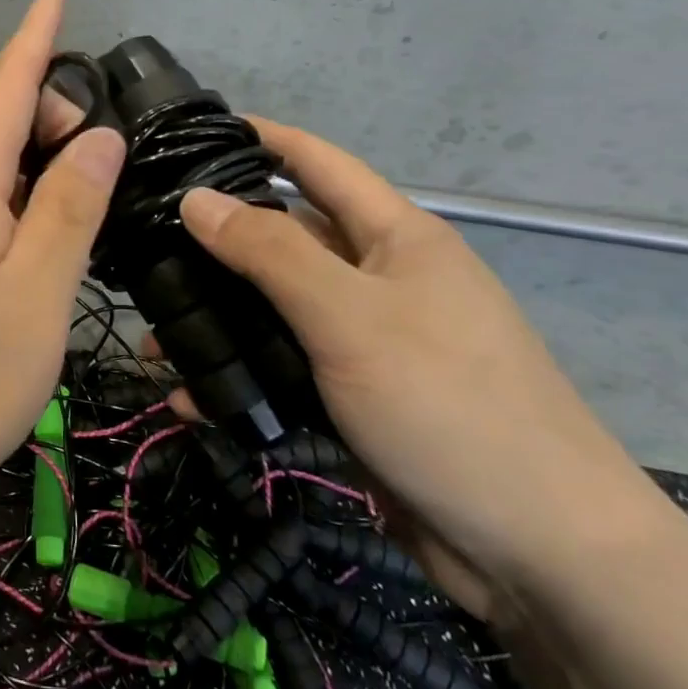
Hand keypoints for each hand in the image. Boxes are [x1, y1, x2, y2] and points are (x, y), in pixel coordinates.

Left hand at [0, 0, 125, 517]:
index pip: (2, 86)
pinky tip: (27, 203)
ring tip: (70, 145)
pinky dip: (0, 175)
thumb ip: (69, 206)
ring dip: (16, 132)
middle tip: (94, 111)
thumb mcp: (36, 294)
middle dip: (34, 89)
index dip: (33, 38)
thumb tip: (98, 134)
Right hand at [177, 121, 654, 622]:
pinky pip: (283, 369)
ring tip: (152, 334)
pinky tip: (189, 397)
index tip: (192, 130)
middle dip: (217, 241)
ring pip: (275, 310)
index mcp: (394, 238)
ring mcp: (367, 341)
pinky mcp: (354, 398)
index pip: (317, 162)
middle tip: (144, 243)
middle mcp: (379, 279)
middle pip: (285, 239)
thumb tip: (196, 198)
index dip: (260, 137)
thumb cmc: (449, 405)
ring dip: (218, 319)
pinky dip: (239, 378)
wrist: (544, 557)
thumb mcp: (349, 316)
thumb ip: (269, 252)